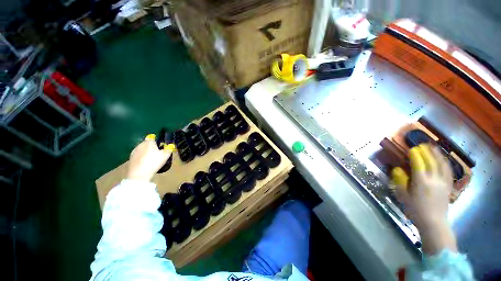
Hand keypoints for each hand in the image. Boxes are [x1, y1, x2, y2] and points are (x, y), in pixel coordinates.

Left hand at [126, 140, 171, 181]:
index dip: (156, 141)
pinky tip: (145, 163)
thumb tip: (170, 145)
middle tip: (157, 153)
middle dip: (151, 147)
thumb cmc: (154, 162)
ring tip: (151, 159)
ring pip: (142, 149)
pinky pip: (138, 156)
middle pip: (146, 143)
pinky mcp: (130, 158)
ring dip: (145, 152)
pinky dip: (141, 158)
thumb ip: (169, 149)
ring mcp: (134, 152)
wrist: (139, 174)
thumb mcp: (165, 155)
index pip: (152, 138)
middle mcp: (140, 145)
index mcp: (149, 142)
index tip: (160, 146)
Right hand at [392, 144, 456, 254]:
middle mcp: (433, 180)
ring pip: (442, 165)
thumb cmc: (415, 210)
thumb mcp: (403, 196)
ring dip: (437, 155)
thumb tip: (397, 169)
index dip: (415, 155)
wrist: (434, 223)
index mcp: (421, 182)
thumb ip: (400, 181)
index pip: (419, 164)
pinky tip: (443, 160)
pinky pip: (448, 172)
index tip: (412, 149)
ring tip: (434, 148)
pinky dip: (445, 163)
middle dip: (426, 152)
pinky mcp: (448, 187)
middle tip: (422, 144)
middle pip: (431, 162)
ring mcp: (443, 183)